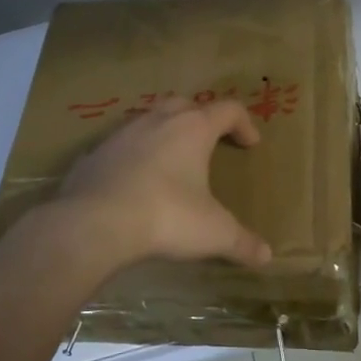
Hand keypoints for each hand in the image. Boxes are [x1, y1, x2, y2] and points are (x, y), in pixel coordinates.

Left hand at [54, 98, 273, 269]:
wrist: (93, 223)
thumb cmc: (165, 216)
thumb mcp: (213, 233)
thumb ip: (242, 242)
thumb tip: (267, 256)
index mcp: (192, 128)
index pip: (228, 110)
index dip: (244, 124)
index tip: (251, 145)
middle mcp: (157, 120)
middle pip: (186, 104)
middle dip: (201, 118)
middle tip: (209, 142)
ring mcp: (121, 134)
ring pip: (149, 119)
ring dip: (165, 132)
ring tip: (172, 160)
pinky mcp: (94, 153)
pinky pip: (120, 145)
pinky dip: (133, 155)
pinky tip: (134, 181)